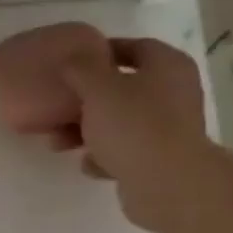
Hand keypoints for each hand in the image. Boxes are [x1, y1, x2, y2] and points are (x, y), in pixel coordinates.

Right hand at [52, 37, 208, 232]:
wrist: (166, 185)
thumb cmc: (134, 126)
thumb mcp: (98, 88)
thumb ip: (81, 68)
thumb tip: (72, 56)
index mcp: (167, 65)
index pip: (134, 47)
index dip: (101, 52)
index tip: (71, 63)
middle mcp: (174, 93)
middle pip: (123, 88)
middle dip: (87, 99)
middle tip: (58, 107)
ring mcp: (169, 129)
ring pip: (120, 122)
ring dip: (88, 130)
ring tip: (58, 143)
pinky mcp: (160, 160)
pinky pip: (126, 151)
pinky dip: (105, 156)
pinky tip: (88, 165)